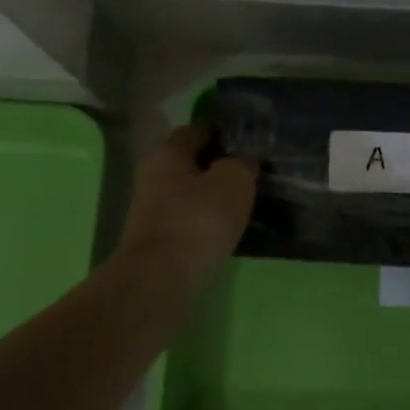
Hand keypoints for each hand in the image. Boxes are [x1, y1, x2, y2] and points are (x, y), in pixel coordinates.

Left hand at [113, 125, 257, 280]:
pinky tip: (232, 227)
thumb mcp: (234, 180)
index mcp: (167, 151)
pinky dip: (210, 219)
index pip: (199, 129)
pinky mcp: (160, 238)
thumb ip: (243, 162)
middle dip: (222, 165)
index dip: (226, 133)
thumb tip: (245, 159)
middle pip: (194, 162)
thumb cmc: (198, 219)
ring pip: (193, 192)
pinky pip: (191, 218)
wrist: (162, 279)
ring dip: (217, 195)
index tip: (254, 142)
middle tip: (256, 172)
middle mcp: (154, 174)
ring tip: (249, 200)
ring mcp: (153, 209)